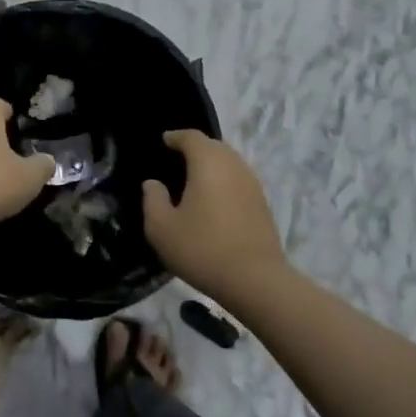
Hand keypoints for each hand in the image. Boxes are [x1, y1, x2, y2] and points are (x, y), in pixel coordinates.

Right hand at [143, 130, 289, 300]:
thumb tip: (153, 183)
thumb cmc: (202, 248)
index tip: (164, 140)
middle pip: (214, 146)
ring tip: (194, 179)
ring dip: (212, 165)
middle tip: (177, 158)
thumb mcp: (161, 227)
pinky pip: (239, 181)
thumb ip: (153, 199)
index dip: (176, 136)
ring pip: (230, 163)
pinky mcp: (262, 205)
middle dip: (195, 148)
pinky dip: (224, 182)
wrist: (255, 280)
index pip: (192, 137)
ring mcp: (253, 185)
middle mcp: (234, 166)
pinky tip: (214, 200)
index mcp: (208, 163)